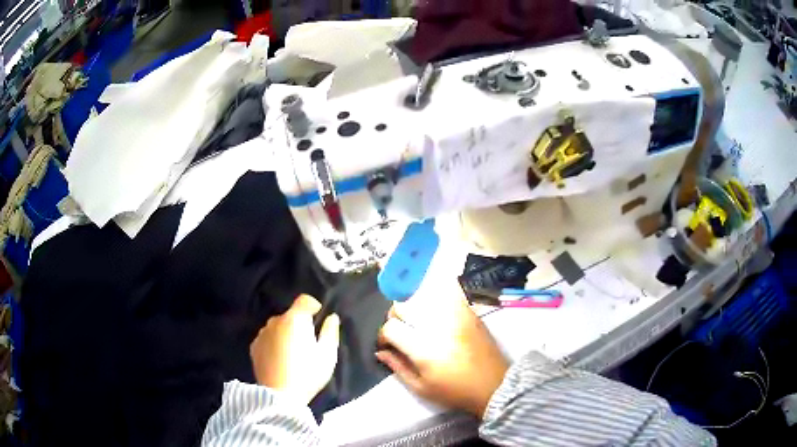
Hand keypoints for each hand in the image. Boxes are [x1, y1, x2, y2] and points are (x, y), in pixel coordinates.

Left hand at [250, 294, 339, 404]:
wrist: (280, 396)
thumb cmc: (307, 374)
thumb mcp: (328, 355)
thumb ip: (330, 332)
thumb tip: (332, 317)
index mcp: (294, 319)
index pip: (305, 299)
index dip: (314, 306)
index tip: (319, 320)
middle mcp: (275, 321)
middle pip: (291, 315)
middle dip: (300, 324)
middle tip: (308, 344)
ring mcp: (262, 333)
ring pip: (278, 326)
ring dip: (286, 333)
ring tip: (292, 353)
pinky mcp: (254, 346)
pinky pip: (268, 338)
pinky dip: (274, 343)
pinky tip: (280, 360)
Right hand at [376, 285, 508, 418]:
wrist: (493, 385)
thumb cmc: (455, 392)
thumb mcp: (421, 388)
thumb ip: (397, 367)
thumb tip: (380, 352)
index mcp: (423, 348)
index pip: (391, 327)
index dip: (383, 335)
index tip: (386, 345)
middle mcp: (437, 326)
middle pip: (403, 305)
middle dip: (395, 317)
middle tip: (401, 330)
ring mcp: (455, 316)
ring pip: (423, 295)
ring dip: (414, 305)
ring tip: (418, 319)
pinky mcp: (468, 312)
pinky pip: (448, 292)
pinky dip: (437, 294)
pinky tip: (435, 306)